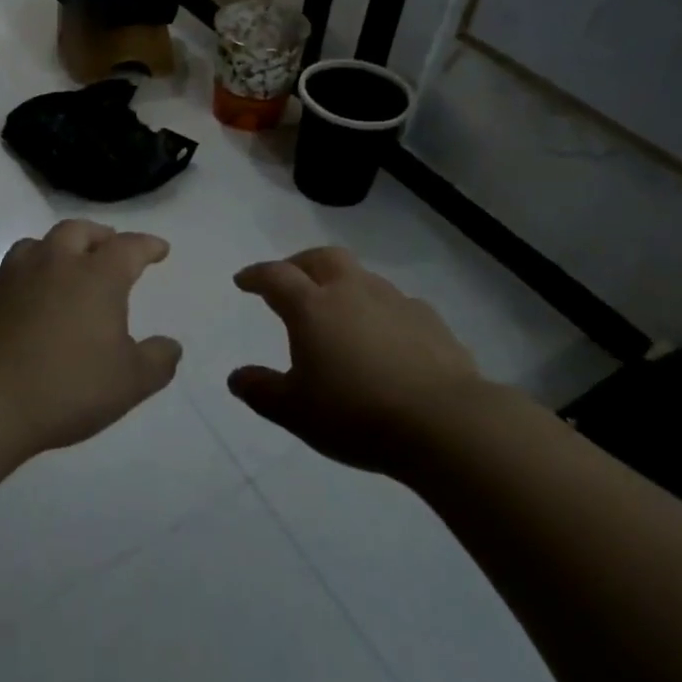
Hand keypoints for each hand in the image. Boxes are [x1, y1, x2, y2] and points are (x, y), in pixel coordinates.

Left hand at [0, 220, 182, 456]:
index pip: (128, 247)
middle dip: (98, 235)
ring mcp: (11, 278)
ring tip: (62, 265)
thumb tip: (170, 346)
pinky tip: (22, 300)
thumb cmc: (66, 387)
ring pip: (35, 245)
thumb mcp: (129, 383)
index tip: (159, 250)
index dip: (147, 245)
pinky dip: (21, 281)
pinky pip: (5, 278)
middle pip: (77, 231)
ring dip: (55, 249)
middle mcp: (54, 264)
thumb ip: (157, 361)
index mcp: (96, 277)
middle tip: (108, 246)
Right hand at [230, 247, 489, 476]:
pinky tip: (384, 337)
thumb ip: (262, 391)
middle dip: (300, 263)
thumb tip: (236, 377)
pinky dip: (380, 311)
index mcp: (313, 307)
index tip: (243, 281)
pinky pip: (396, 304)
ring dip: (343, 285)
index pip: (276, 276)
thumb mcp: (295, 412)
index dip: (256, 275)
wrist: (445, 423)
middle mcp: (352, 292)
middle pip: (322, 258)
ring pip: (362, 277)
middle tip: (290, 279)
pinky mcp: (431, 321)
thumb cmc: (357, 415)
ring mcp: (396, 302)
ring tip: (338, 312)